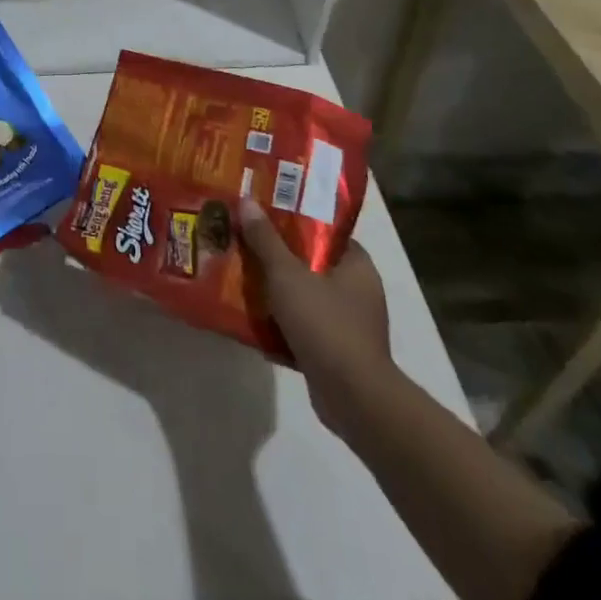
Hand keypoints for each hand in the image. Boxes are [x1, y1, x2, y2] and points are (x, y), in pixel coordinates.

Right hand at [238, 198, 390, 435]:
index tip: (265, 214)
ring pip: (305, 295)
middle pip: (311, 263)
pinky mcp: (337, 352)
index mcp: (357, 265)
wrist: (353, 399)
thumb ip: (266, 239)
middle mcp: (358, 291)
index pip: (325, 232)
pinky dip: (281, 322)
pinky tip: (253, 318)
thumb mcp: (288, 275)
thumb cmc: (325, 324)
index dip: (295, 220)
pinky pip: (303, 326)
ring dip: (277, 291)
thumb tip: (247, 200)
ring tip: (241, 276)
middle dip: (278, 256)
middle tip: (245, 242)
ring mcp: (349, 324)